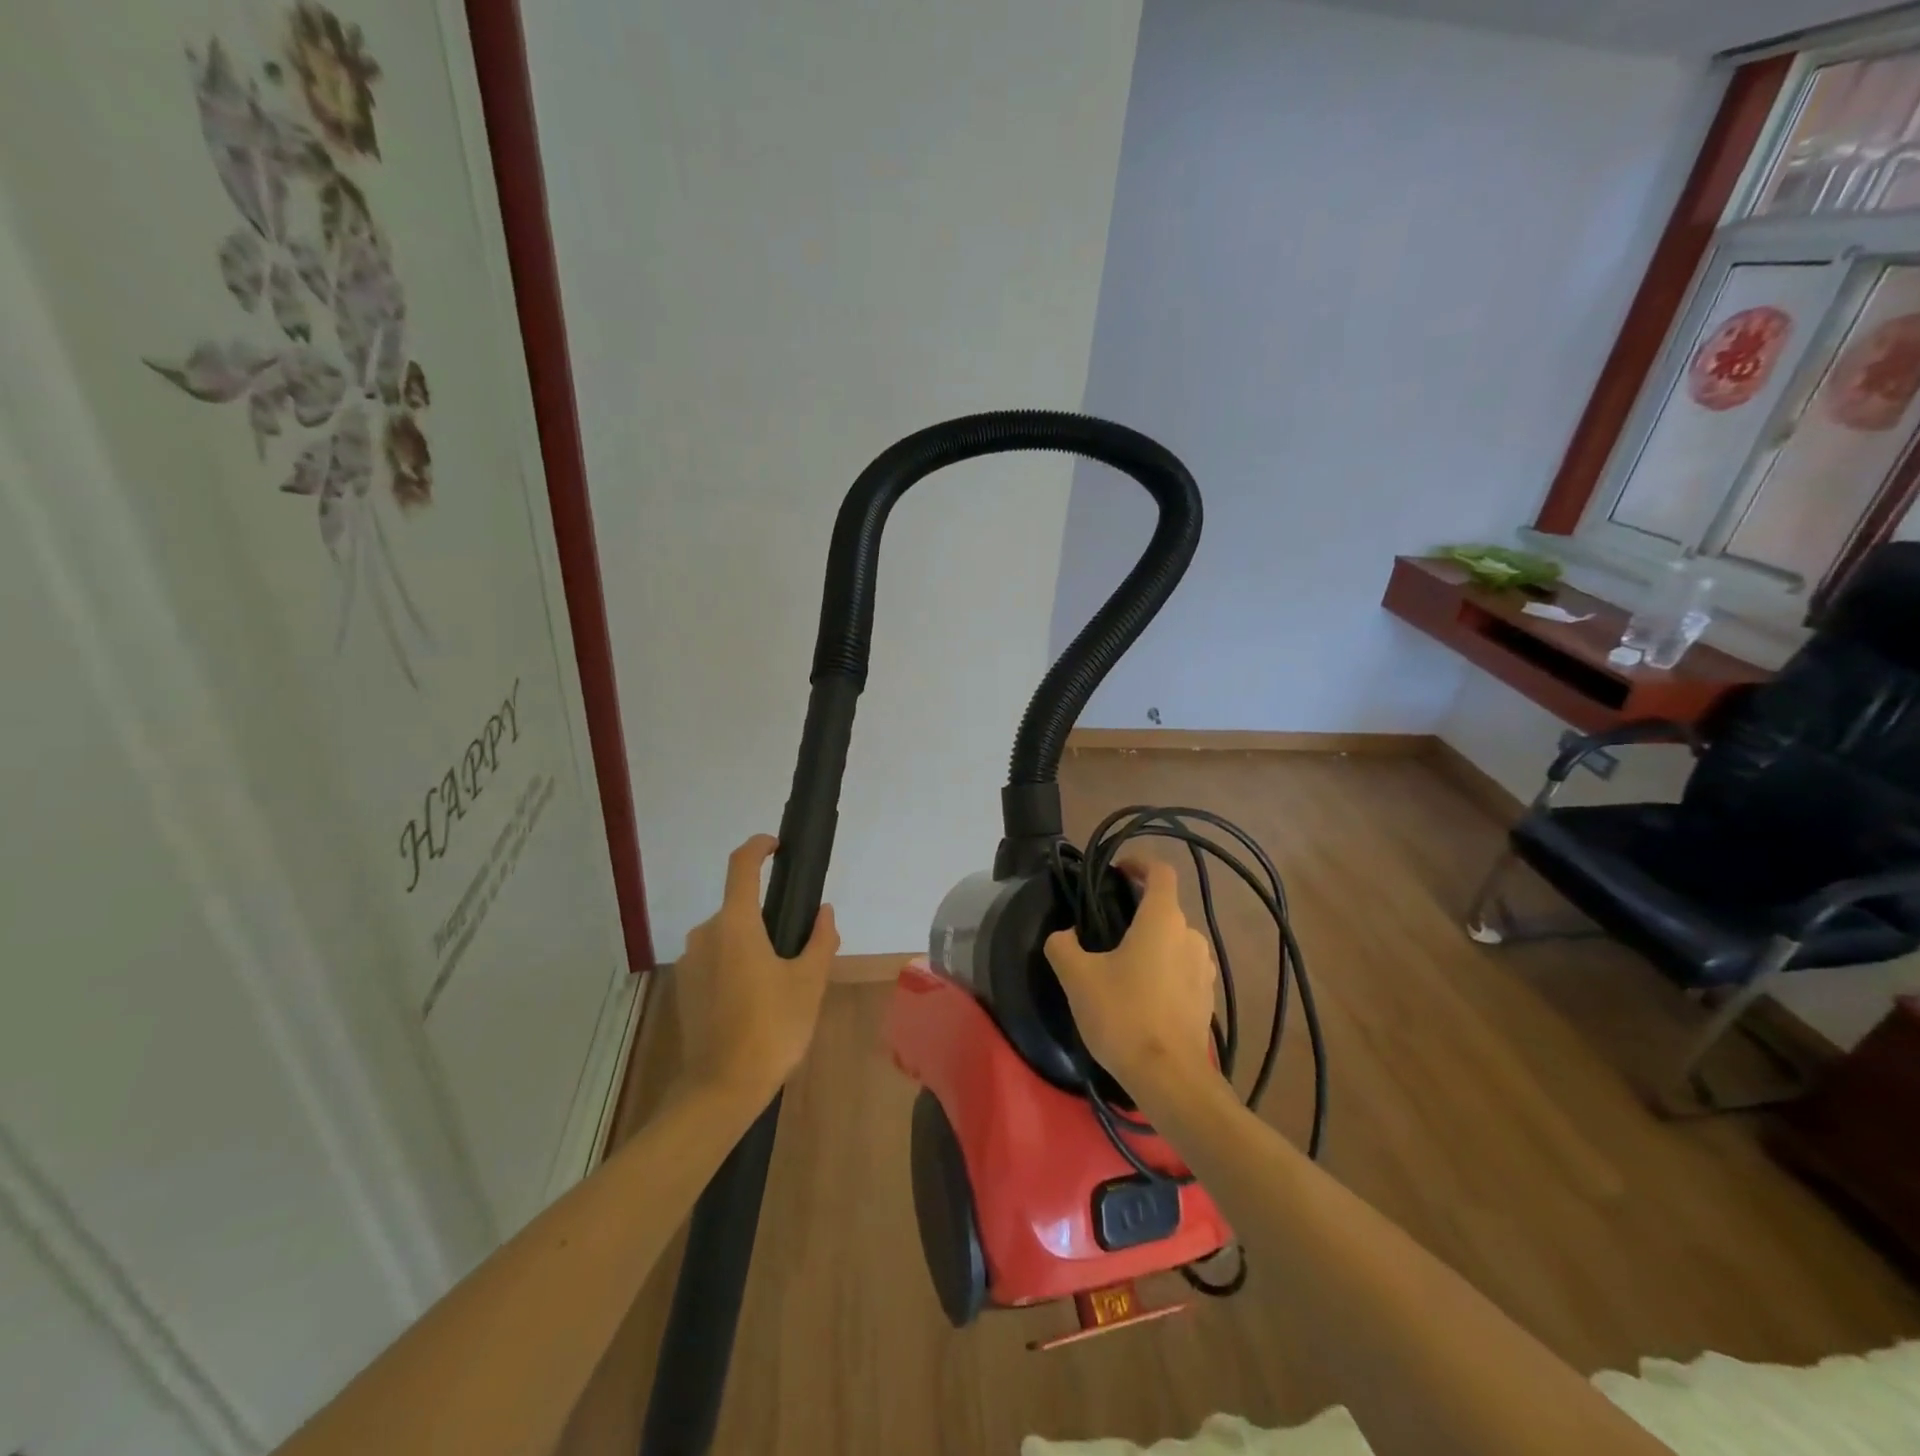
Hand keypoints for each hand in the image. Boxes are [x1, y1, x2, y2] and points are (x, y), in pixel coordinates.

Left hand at [675, 835, 839, 1104]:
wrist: (720, 1089)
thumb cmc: (772, 1028)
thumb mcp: (809, 982)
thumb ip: (820, 939)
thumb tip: (824, 912)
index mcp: (736, 924)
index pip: (742, 866)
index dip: (759, 846)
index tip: (777, 846)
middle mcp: (706, 933)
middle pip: (739, 907)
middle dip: (769, 916)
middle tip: (802, 946)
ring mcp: (690, 961)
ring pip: (728, 935)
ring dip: (754, 943)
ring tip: (783, 979)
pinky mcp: (684, 987)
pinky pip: (715, 958)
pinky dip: (736, 963)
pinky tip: (757, 998)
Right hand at [1044, 860, 1217, 1097]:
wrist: (1169, 1078)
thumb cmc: (1123, 1015)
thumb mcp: (1077, 977)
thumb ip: (1063, 945)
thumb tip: (1065, 935)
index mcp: (1163, 919)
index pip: (1160, 871)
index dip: (1139, 863)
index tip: (1117, 871)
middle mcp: (1191, 936)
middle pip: (1165, 908)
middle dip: (1137, 911)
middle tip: (1105, 928)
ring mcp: (1204, 969)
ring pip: (1174, 941)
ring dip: (1150, 943)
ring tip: (1120, 965)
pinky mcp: (1207, 998)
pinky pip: (1182, 969)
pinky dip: (1163, 970)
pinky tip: (1140, 995)